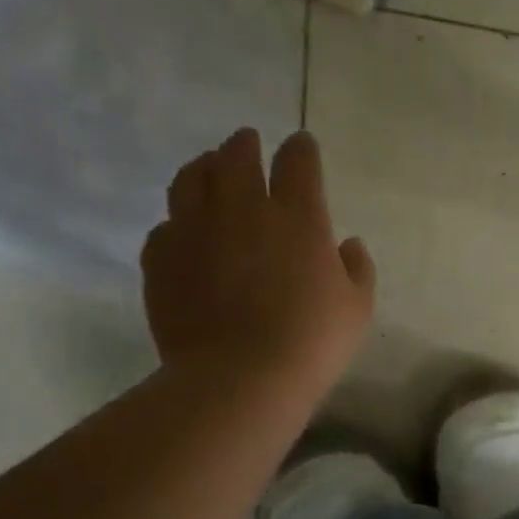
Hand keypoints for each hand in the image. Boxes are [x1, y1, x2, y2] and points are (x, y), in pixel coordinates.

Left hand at [142, 129, 374, 397]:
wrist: (239, 377)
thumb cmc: (312, 341)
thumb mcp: (357, 306)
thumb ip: (357, 267)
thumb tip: (346, 244)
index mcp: (298, 216)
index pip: (298, 162)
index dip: (301, 148)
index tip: (302, 145)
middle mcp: (243, 209)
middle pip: (237, 156)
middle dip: (245, 143)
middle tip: (248, 141)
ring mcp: (195, 229)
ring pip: (191, 178)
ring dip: (204, 165)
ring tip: (209, 166)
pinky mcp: (161, 256)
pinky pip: (166, 223)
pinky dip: (179, 218)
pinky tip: (186, 229)